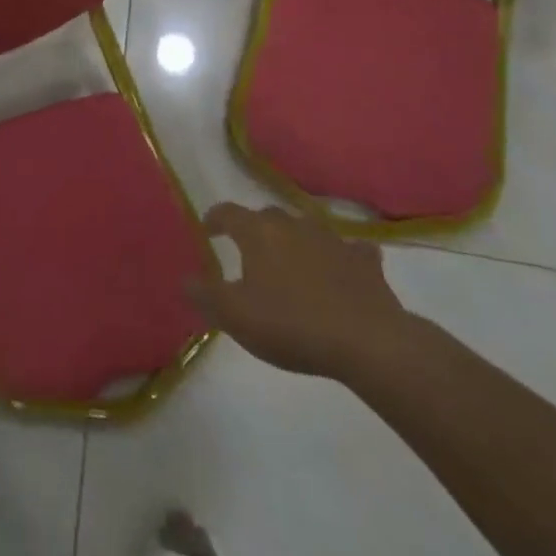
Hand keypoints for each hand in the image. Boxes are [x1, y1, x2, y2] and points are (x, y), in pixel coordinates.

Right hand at [188, 203, 416, 382]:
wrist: (368, 342)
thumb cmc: (291, 325)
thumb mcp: (235, 316)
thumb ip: (205, 295)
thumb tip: (187, 279)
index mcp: (258, 232)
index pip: (228, 213)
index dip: (214, 219)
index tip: (208, 231)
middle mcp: (292, 224)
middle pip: (267, 216)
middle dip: (256, 230)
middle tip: (250, 253)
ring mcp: (332, 240)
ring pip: (307, 228)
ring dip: (297, 239)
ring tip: (293, 259)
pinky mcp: (364, 262)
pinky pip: (351, 250)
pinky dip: (344, 256)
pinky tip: (344, 267)